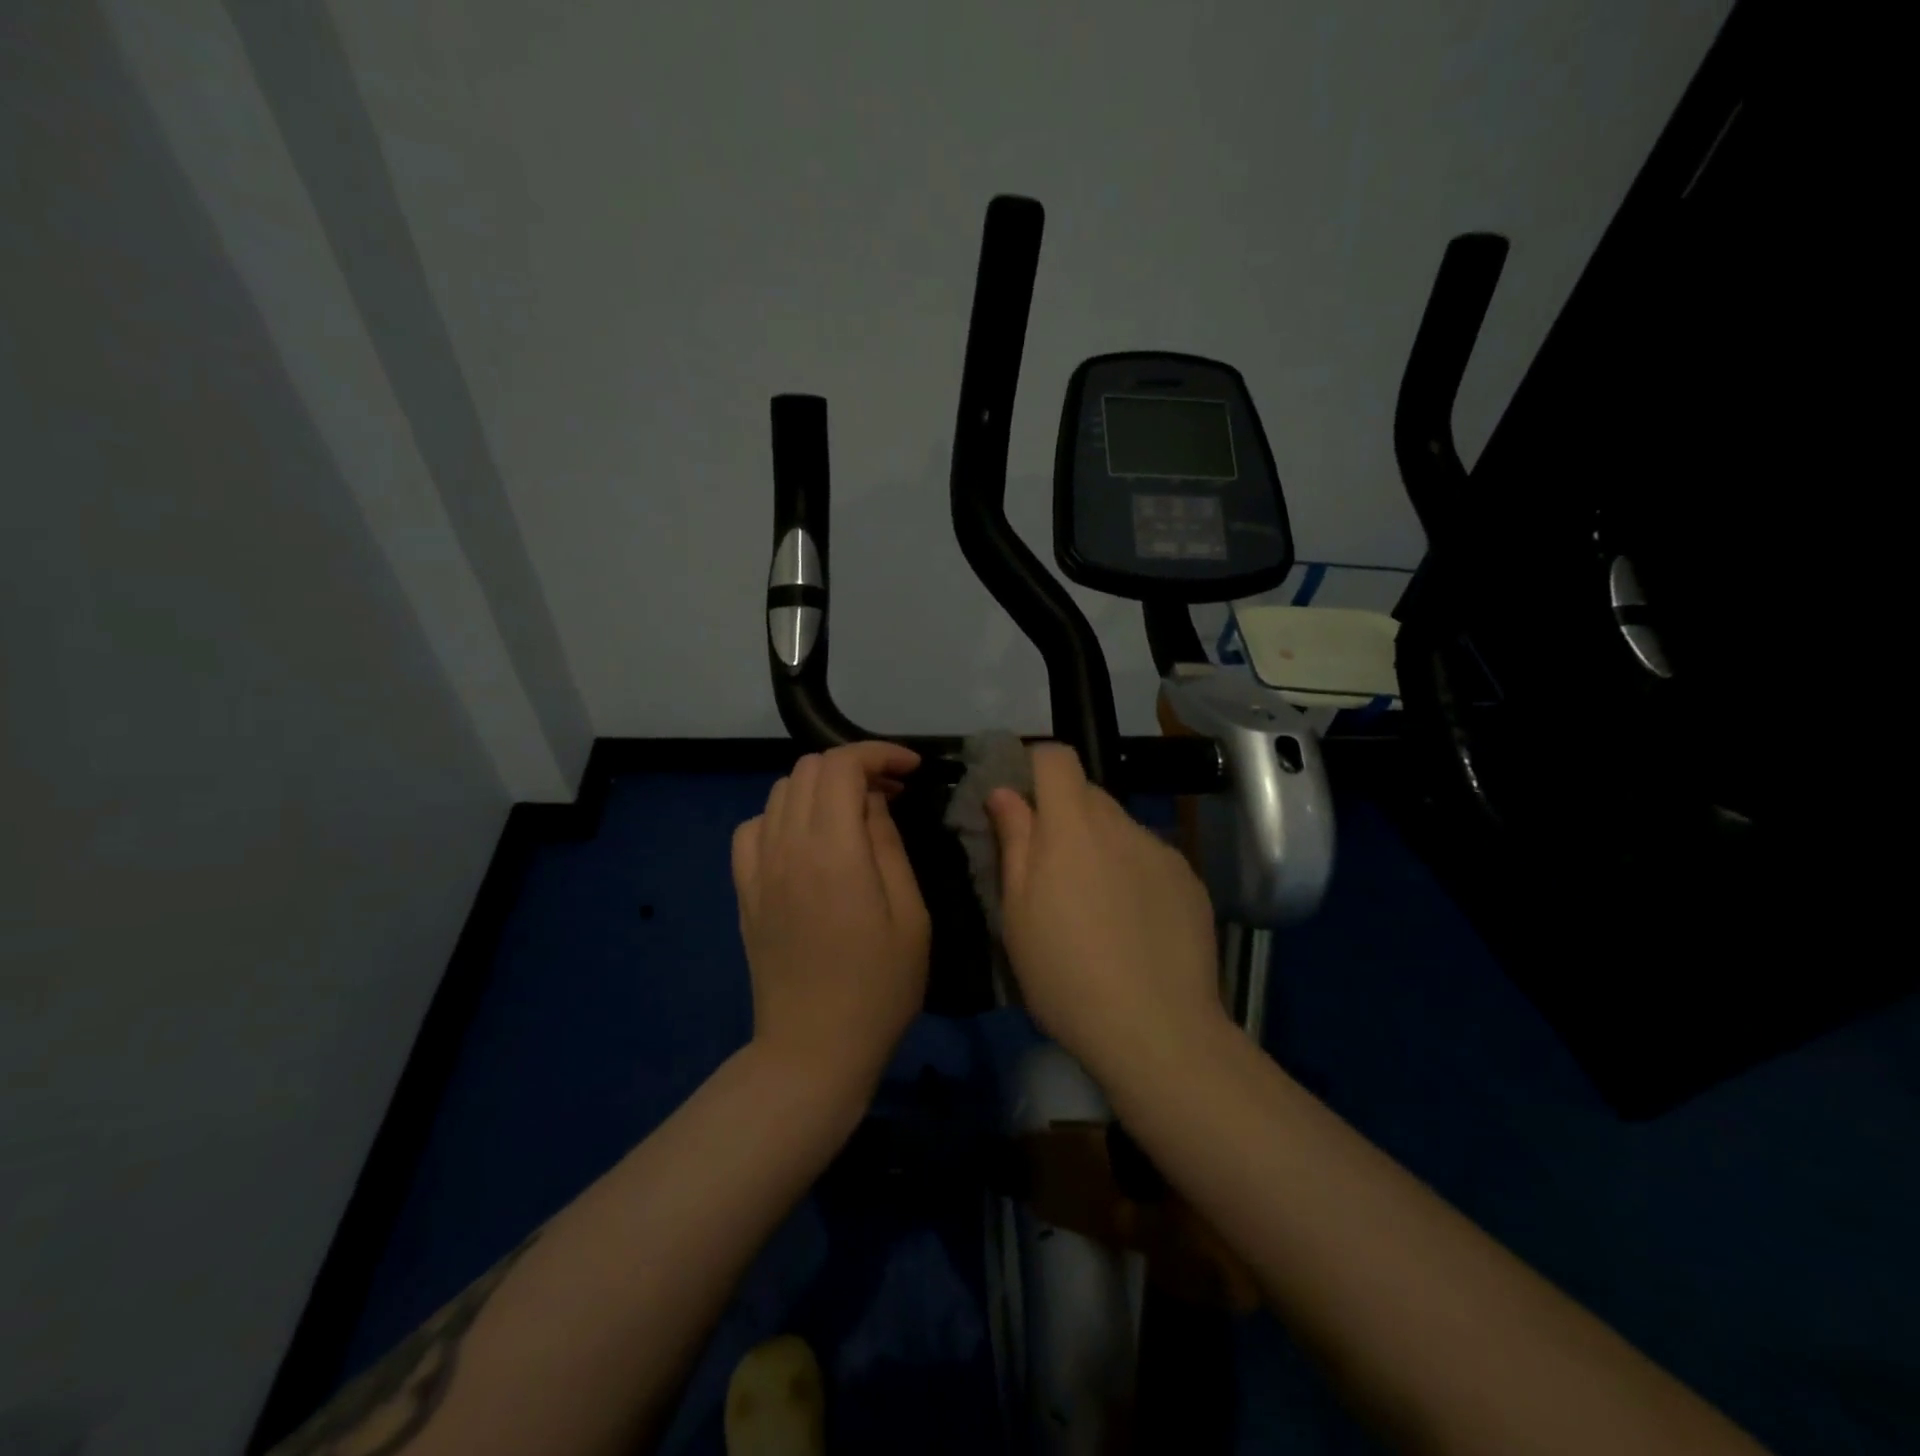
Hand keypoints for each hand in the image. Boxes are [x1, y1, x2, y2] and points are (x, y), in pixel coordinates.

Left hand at [731, 742, 929, 1098]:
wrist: (813, 1049)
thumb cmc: (879, 988)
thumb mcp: (910, 916)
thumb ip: (888, 846)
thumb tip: (872, 803)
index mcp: (834, 852)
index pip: (842, 766)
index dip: (878, 754)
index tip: (911, 770)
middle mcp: (787, 848)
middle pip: (809, 769)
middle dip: (854, 766)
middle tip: (891, 793)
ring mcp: (758, 869)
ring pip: (780, 791)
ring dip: (821, 787)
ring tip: (854, 813)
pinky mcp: (744, 891)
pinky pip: (754, 827)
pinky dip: (783, 815)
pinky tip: (807, 841)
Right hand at [986, 744, 1223, 1080]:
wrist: (1156, 1030)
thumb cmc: (1065, 972)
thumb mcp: (1018, 911)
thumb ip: (1014, 840)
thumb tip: (1004, 792)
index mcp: (1073, 825)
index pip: (1057, 757)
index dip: (1035, 766)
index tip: (1020, 802)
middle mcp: (1122, 824)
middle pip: (1088, 794)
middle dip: (1063, 817)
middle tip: (1050, 869)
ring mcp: (1162, 852)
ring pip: (1120, 829)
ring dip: (1100, 847)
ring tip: (1095, 907)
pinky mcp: (1190, 882)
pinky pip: (1150, 858)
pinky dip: (1134, 874)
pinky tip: (1133, 925)